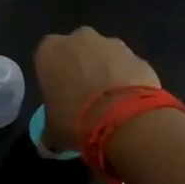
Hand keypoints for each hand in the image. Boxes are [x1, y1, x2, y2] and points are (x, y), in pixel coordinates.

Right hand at [33, 27, 160, 152]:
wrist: (124, 118)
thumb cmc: (75, 119)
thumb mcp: (53, 133)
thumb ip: (48, 133)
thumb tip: (47, 145)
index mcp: (50, 50)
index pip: (46, 57)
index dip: (53, 77)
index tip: (59, 97)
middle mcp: (79, 38)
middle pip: (77, 50)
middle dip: (80, 68)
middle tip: (84, 97)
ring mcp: (112, 44)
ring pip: (104, 56)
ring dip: (105, 72)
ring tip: (110, 102)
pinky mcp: (138, 56)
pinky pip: (128, 67)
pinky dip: (128, 80)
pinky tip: (129, 103)